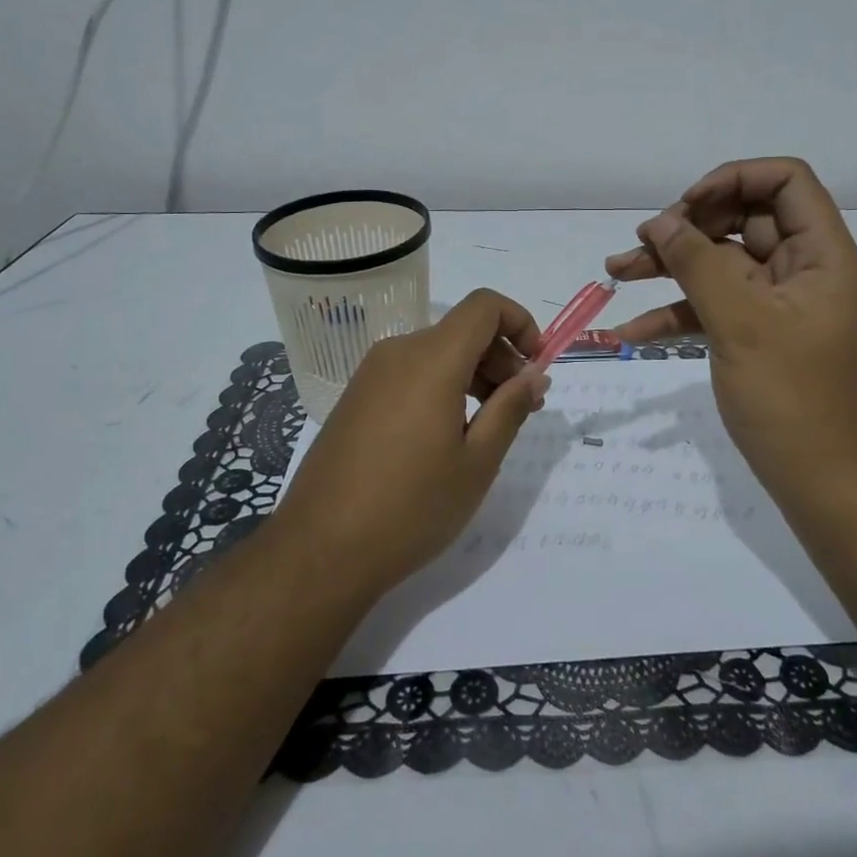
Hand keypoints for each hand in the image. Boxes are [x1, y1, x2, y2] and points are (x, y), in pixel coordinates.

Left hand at [273, 289, 549, 596]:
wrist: (319, 551)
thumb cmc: (410, 507)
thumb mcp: (476, 462)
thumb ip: (510, 408)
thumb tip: (534, 374)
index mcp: (432, 359)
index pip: (485, 306)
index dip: (520, 323)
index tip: (537, 366)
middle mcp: (398, 353)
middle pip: (462, 330)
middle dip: (501, 357)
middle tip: (522, 407)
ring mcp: (370, 375)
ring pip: (437, 353)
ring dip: (473, 375)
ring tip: (489, 427)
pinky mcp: (355, 398)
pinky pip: (411, 374)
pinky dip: (442, 387)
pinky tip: (447, 436)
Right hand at [606, 158, 856, 504]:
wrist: (828, 485)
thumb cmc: (793, 399)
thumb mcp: (740, 323)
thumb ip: (697, 263)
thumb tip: (659, 220)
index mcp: (820, 254)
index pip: (785, 181)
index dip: (734, 179)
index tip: (685, 207)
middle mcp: (802, 270)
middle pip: (744, 220)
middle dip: (688, 226)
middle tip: (643, 243)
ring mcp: (778, 306)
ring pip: (721, 265)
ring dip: (671, 266)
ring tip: (615, 270)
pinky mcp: (758, 337)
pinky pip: (715, 308)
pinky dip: (677, 314)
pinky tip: (631, 332)